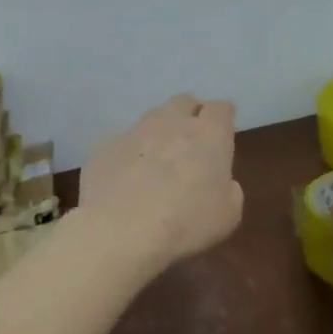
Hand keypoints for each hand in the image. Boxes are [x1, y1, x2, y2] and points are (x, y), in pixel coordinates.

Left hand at [76, 94, 242, 273]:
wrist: (120, 231)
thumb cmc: (185, 224)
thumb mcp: (227, 216)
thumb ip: (229, 190)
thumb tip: (221, 182)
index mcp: (209, 135)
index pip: (221, 109)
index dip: (223, 119)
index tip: (223, 133)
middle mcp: (171, 123)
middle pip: (184, 102)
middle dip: (190, 114)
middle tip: (191, 140)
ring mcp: (134, 132)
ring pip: (151, 118)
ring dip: (159, 131)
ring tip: (156, 158)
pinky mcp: (104, 147)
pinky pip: (122, 142)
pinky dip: (129, 153)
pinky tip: (125, 177)